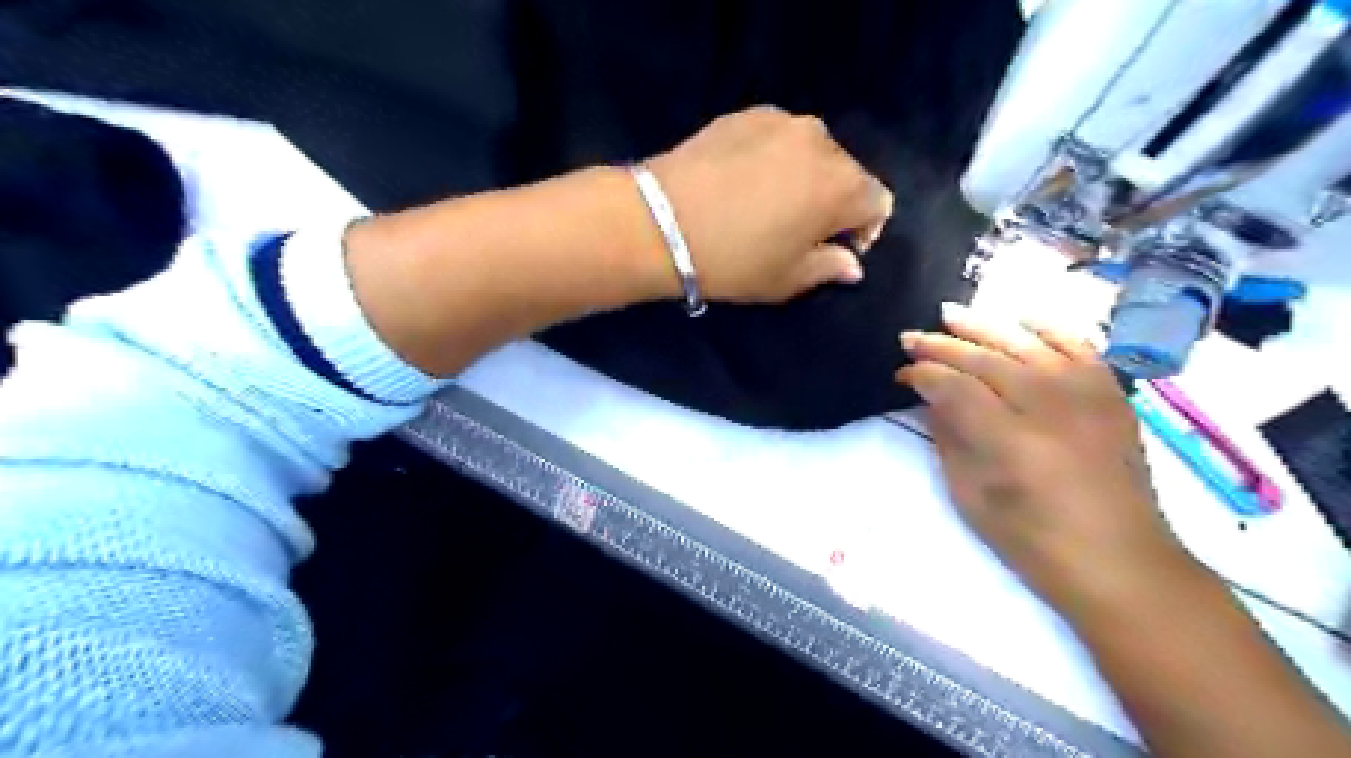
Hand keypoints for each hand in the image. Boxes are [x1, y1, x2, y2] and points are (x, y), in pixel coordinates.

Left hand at [647, 102, 895, 305]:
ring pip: (813, 152)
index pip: (877, 203)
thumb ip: (829, 267)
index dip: (863, 230)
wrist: (660, 222)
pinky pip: (778, 137)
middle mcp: (822, 143)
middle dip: (835, 201)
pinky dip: (774, 157)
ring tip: (769, 202)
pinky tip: (743, 180)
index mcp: (842, 186)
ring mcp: (783, 121)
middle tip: (799, 229)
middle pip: (848, 173)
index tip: (834, 249)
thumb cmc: (734, 260)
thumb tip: (852, 264)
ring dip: (805, 176)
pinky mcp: (747, 113)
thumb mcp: (786, 279)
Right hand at [895, 305, 1189, 619]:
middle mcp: (1050, 406)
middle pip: (985, 359)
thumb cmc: (1034, 541)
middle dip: (941, 346)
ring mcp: (1087, 395)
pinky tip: (1021, 318)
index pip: (954, 387)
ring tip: (949, 314)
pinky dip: (1048, 327)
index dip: (923, 375)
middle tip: (909, 338)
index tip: (901, 374)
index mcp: (1011, 441)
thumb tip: (931, 401)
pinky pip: (1077, 345)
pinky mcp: (1111, 394)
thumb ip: (949, 440)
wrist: (1121, 562)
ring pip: (1025, 343)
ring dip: (983, 326)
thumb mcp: (971, 497)